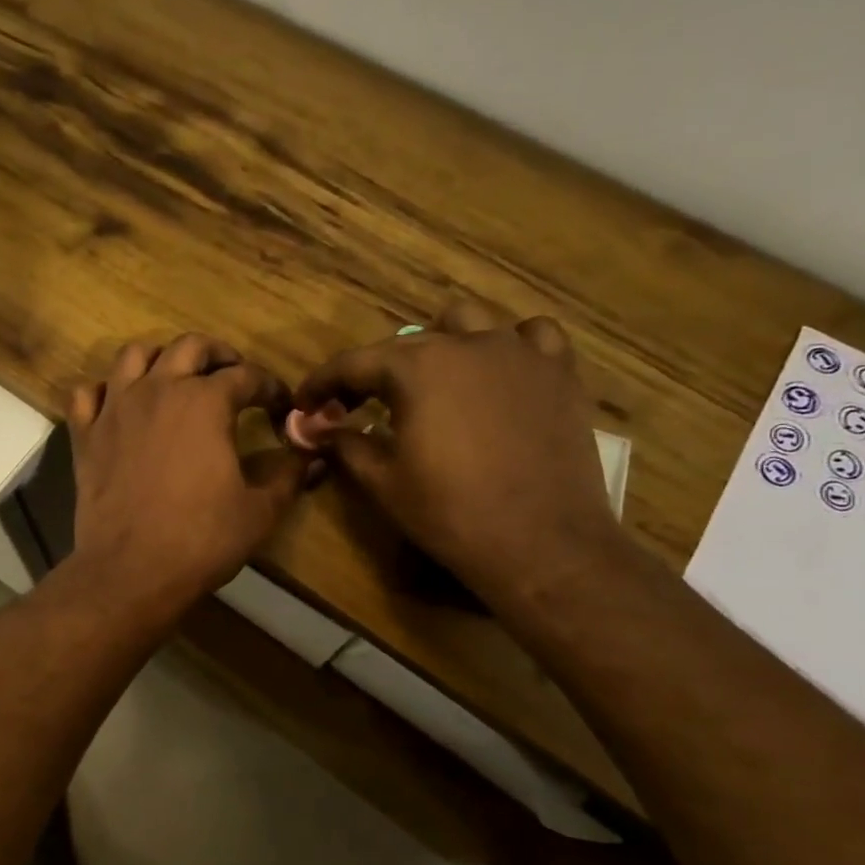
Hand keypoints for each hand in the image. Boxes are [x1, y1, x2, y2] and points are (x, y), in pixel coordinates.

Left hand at [66, 335, 311, 620]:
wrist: (131, 571)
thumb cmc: (201, 539)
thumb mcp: (259, 511)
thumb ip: (288, 476)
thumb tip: (312, 457)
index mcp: (205, 402)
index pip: (246, 376)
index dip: (270, 387)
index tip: (280, 406)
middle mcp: (158, 390)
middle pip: (189, 347)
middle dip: (218, 354)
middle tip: (232, 374)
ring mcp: (115, 409)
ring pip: (134, 356)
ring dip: (160, 359)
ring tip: (175, 379)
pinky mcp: (85, 434)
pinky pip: (87, 394)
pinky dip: (104, 391)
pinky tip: (118, 406)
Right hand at [292, 292, 622, 605]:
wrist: (541, 543)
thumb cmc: (450, 513)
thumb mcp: (383, 482)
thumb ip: (346, 444)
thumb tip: (320, 428)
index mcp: (416, 368)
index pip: (353, 363)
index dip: (322, 382)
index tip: (305, 403)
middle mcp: (466, 344)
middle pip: (404, 342)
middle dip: (373, 372)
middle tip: (357, 406)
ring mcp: (518, 353)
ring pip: (469, 321)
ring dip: (440, 343)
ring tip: (432, 378)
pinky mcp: (559, 372)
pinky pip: (532, 335)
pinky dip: (508, 345)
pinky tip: (499, 372)